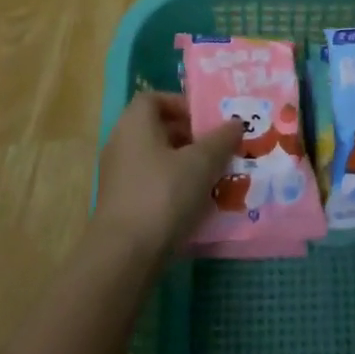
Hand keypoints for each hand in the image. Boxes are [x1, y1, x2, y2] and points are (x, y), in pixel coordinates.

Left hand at [93, 92, 242, 259]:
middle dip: (190, 136)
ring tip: (213, 177)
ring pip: (157, 159)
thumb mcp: (201, 162)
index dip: (181, 104)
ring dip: (184, 164)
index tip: (206, 121)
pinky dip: (172, 187)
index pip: (154, 99)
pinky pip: (151, 184)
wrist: (124, 255)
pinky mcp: (121, 205)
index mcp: (135, 124)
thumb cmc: (163, 194)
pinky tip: (196, 204)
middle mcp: (121, 143)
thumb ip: (221, 139)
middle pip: (157, 129)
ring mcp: (118, 176)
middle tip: (217, 148)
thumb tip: (236, 123)